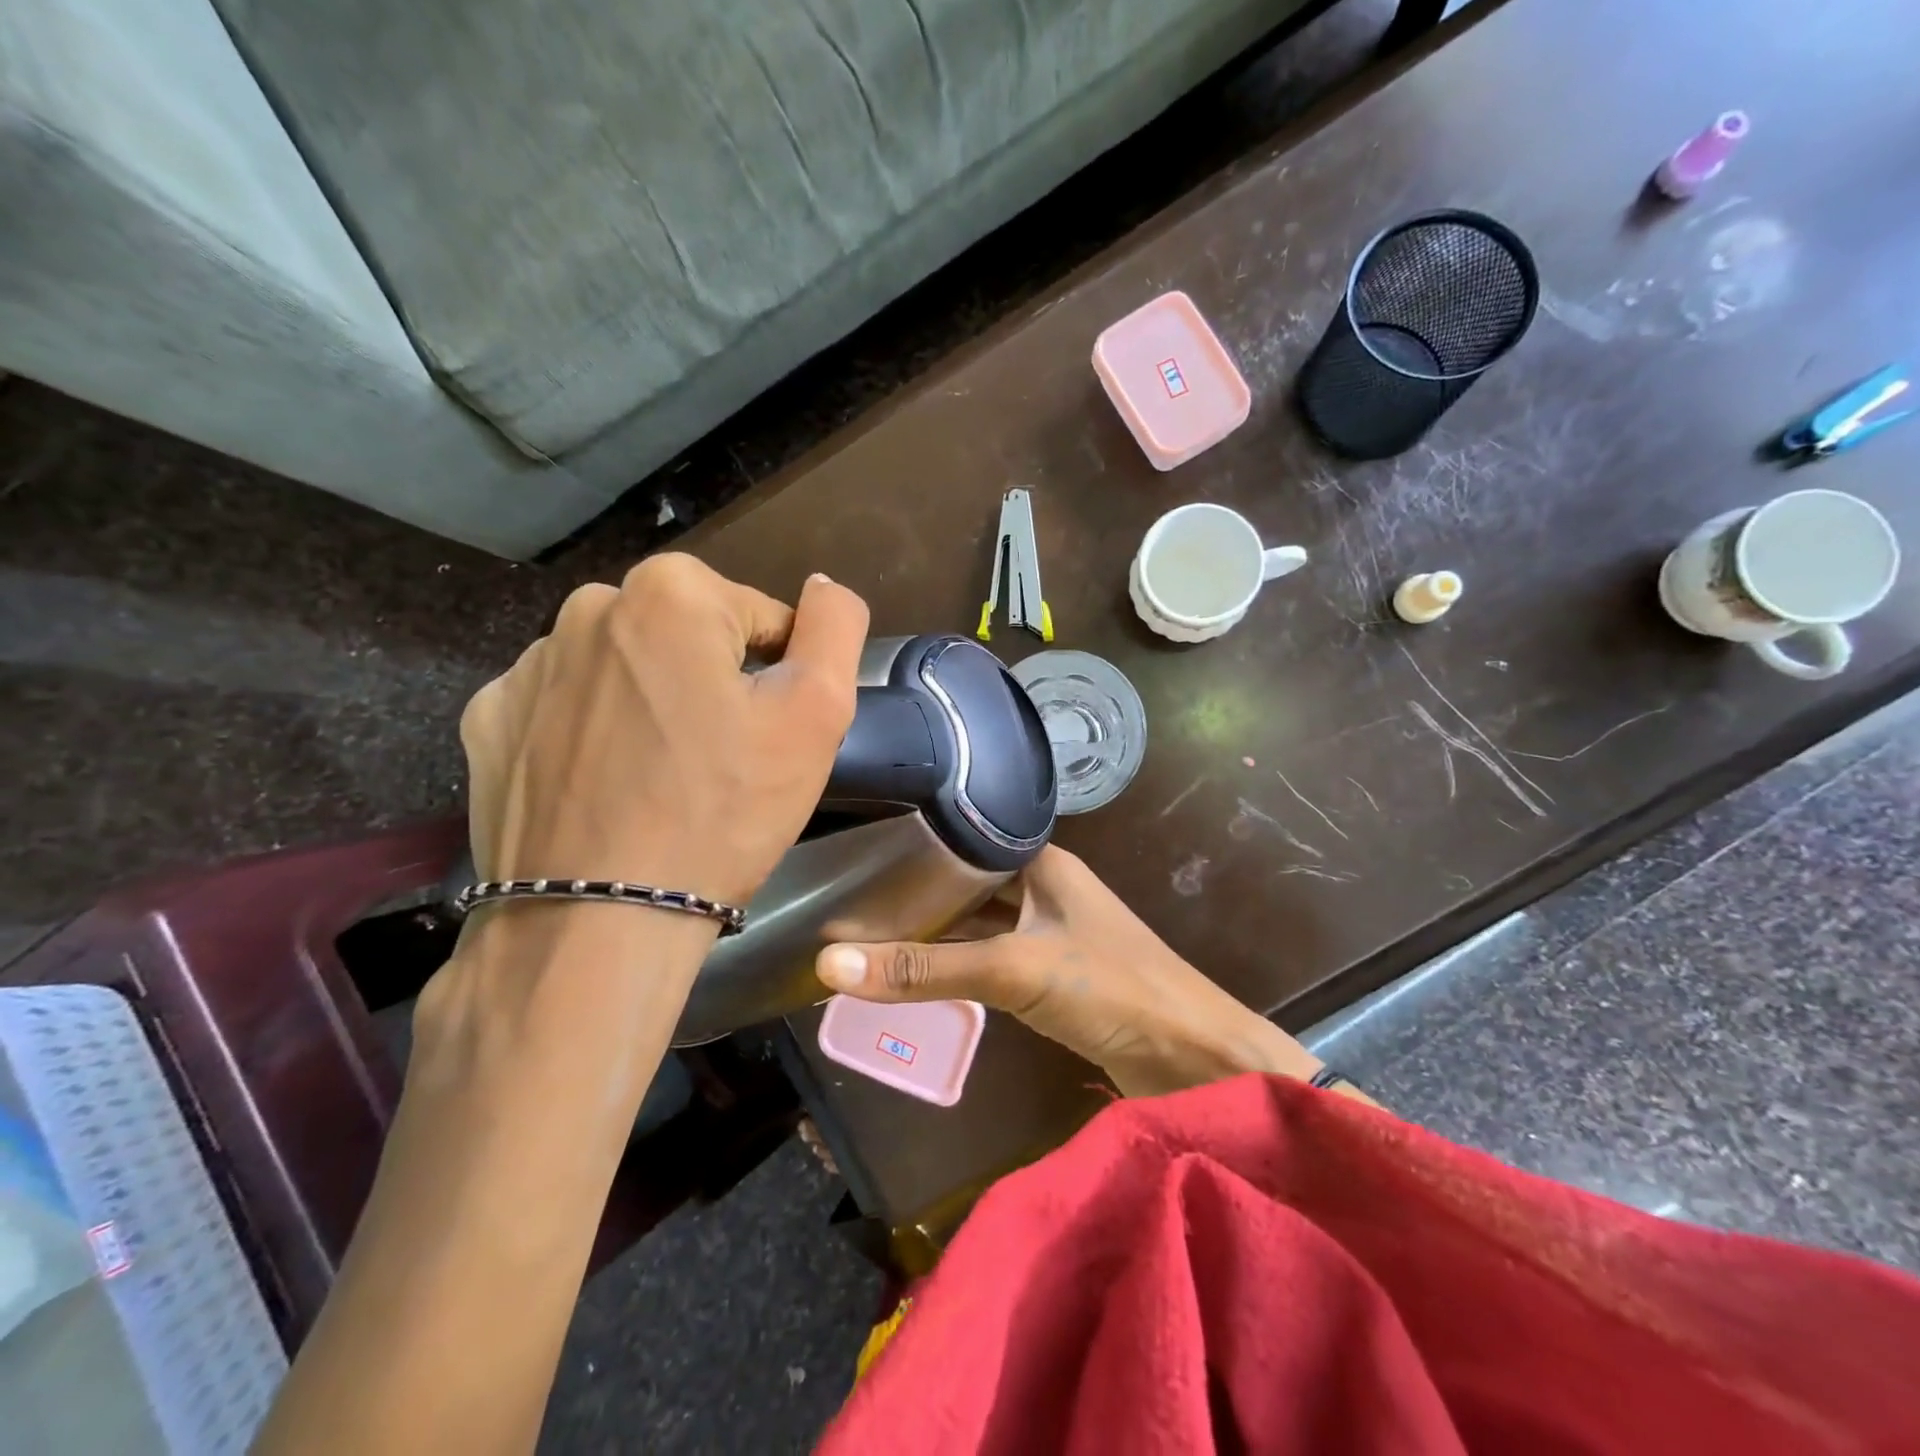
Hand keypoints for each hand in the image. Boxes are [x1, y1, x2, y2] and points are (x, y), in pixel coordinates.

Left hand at [460, 555, 868, 907]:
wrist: (597, 924)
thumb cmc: (722, 812)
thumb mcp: (816, 714)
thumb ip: (835, 628)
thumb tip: (824, 586)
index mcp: (671, 592)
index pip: (761, 619)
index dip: (780, 680)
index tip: (768, 739)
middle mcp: (586, 608)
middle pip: (690, 638)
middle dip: (714, 685)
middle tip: (723, 763)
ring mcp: (527, 667)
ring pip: (628, 671)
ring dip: (653, 706)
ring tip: (663, 781)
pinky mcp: (490, 722)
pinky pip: (567, 710)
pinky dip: (593, 736)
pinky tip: (606, 789)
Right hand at [815, 846, 1320, 1096]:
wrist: (1195, 1059)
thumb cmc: (1110, 990)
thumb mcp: (1013, 970)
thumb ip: (926, 968)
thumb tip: (830, 964)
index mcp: (1042, 861)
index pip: (963, 841)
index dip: (912, 851)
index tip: (855, 865)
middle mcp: (1046, 886)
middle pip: (968, 885)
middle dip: (917, 898)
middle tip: (849, 909)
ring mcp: (1051, 930)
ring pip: (979, 923)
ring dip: (936, 934)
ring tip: (870, 940)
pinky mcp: (1055, 973)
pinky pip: (994, 957)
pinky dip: (959, 965)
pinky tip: (920, 975)